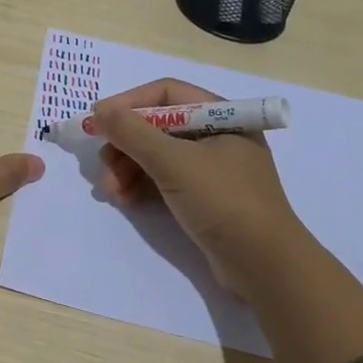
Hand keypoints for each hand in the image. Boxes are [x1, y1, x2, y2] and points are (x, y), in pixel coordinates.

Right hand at [95, 77, 306, 294]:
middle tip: (103, 164)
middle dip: (125, 144)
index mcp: (221, 116)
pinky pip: (165, 180)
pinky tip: (124, 200)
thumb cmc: (224, 202)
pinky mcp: (205, 198)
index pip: (166, 94)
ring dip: (128, 168)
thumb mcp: (174, 163)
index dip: (128, 104)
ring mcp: (212, 169)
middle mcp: (218, 136)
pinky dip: (142, 185)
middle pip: (158, 125)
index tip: (97, 120)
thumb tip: (100, 112)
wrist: (266, 268)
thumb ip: (133, 133)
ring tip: (110, 190)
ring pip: (158, 155)